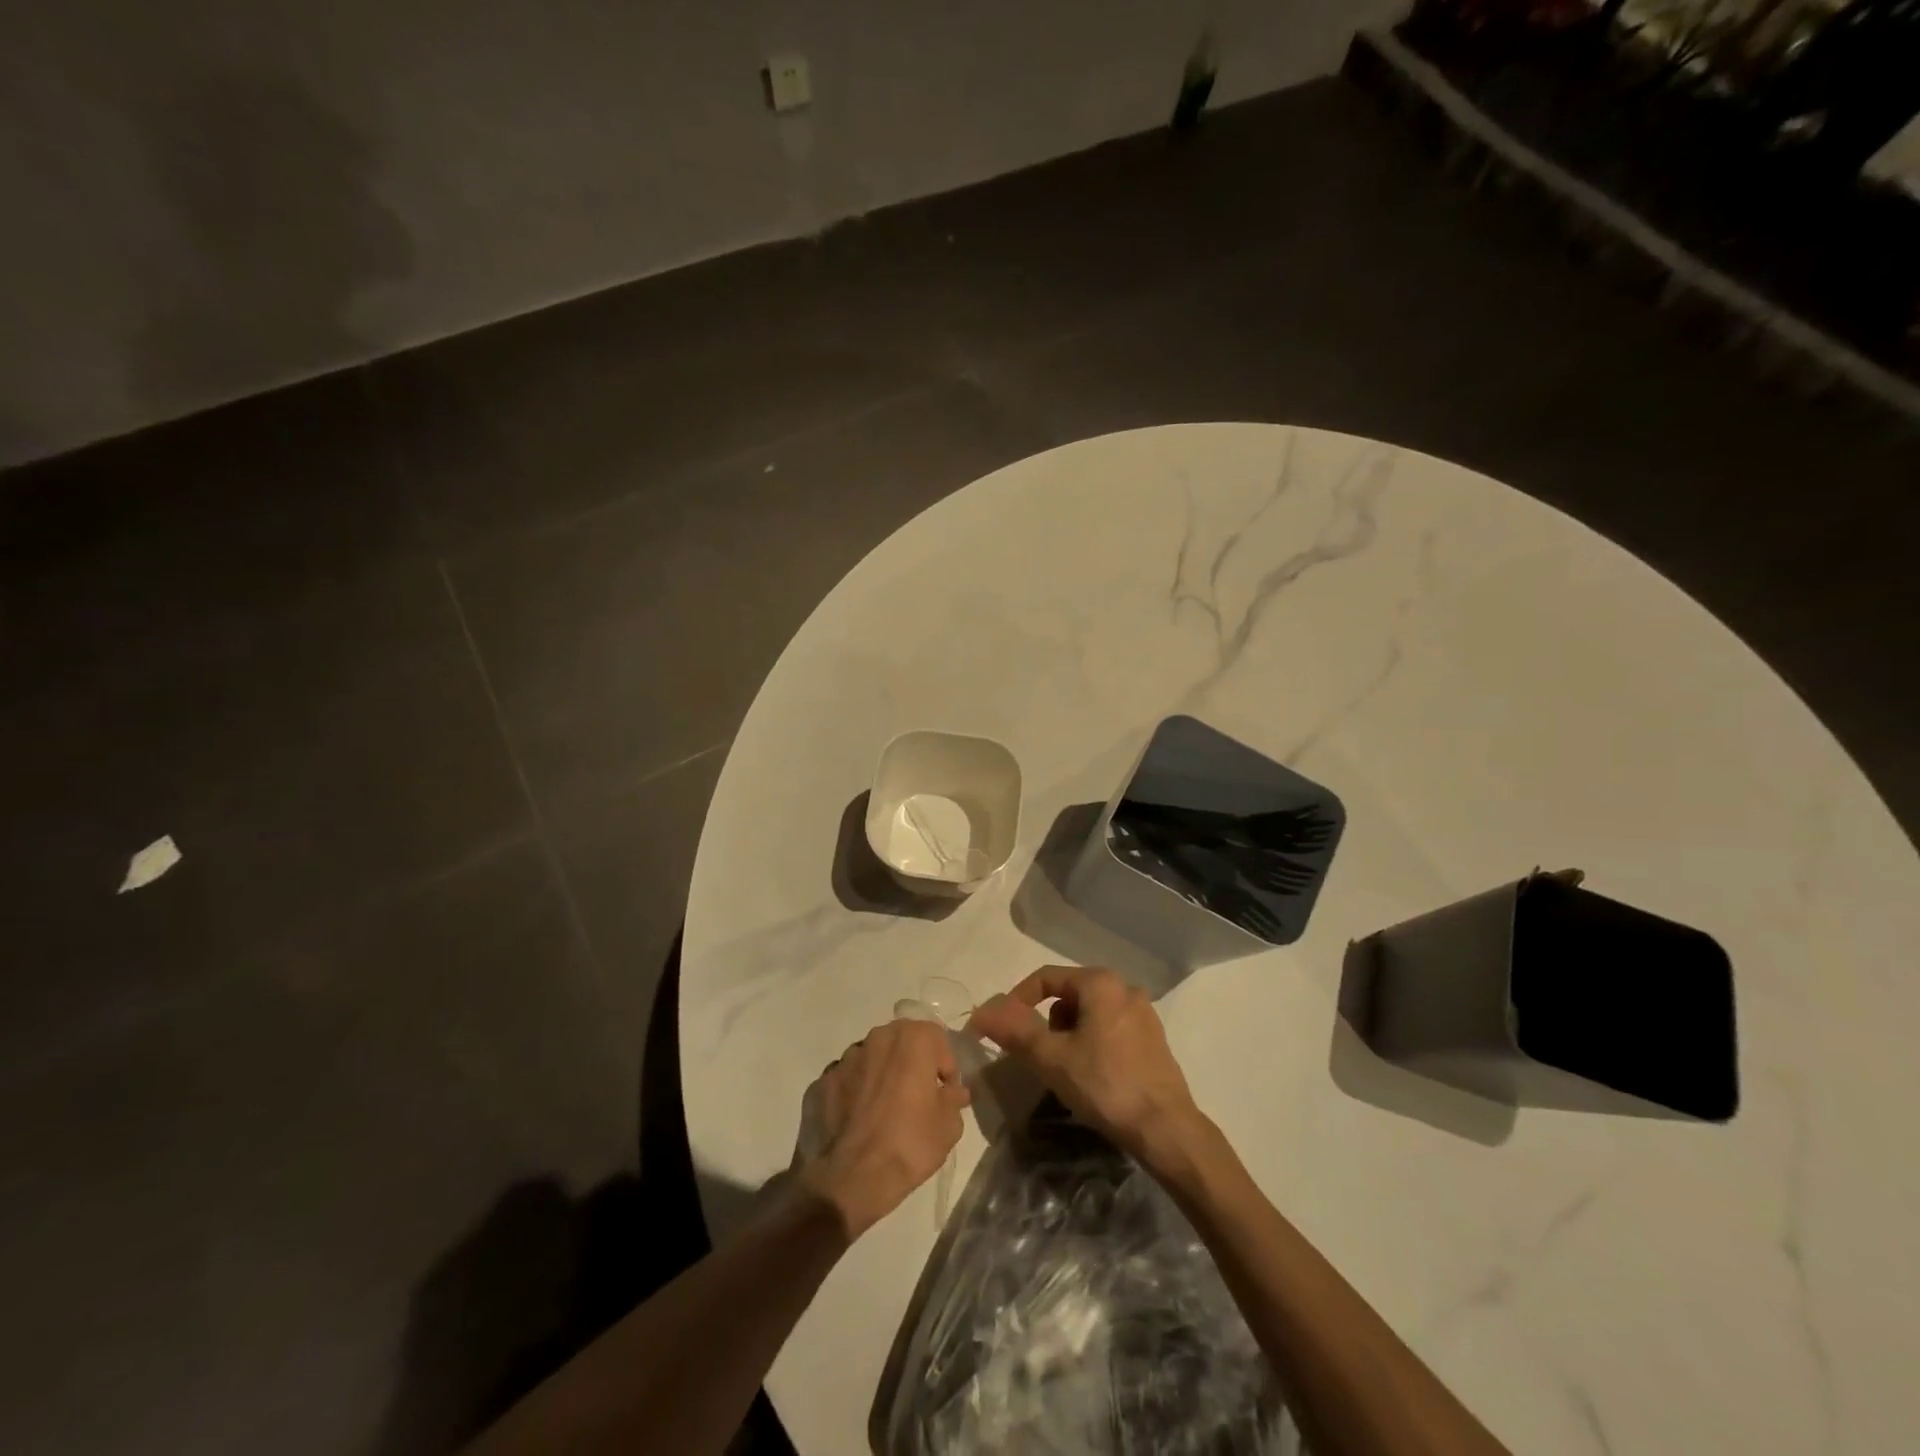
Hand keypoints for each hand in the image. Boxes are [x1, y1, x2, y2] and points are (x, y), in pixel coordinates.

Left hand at [799, 1018, 969, 1239]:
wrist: (851, 1178)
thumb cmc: (909, 1144)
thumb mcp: (949, 1126)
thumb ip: (954, 1098)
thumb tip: (952, 1090)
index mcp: (911, 1039)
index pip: (937, 1038)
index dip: (945, 1065)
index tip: (945, 1092)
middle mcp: (877, 1038)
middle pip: (902, 1041)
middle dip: (913, 1063)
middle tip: (919, 1097)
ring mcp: (845, 1058)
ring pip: (873, 1058)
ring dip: (883, 1074)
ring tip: (886, 1110)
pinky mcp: (823, 1081)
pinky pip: (849, 1079)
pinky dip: (857, 1091)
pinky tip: (860, 1120)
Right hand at [969, 965, 1203, 1167]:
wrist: (1166, 1130)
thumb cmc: (1105, 1085)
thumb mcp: (1052, 1058)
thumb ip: (1015, 1030)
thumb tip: (982, 1012)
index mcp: (1100, 983)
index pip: (1045, 978)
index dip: (1017, 1000)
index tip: (1002, 1029)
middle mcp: (1124, 988)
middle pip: (1068, 995)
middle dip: (1048, 1022)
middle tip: (1040, 1056)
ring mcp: (1143, 1013)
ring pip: (1089, 1014)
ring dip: (1070, 1035)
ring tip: (1067, 1071)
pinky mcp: (1154, 1039)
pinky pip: (1110, 1029)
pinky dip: (1093, 1044)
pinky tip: (1093, 1077)